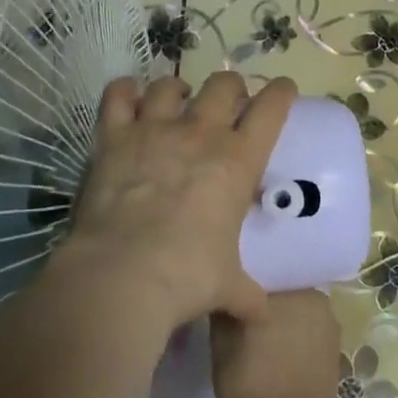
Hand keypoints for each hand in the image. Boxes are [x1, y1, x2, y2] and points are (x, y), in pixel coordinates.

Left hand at [66, 72, 296, 328]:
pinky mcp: (114, 136)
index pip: (271, 108)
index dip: (281, 93)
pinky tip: (128, 97)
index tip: (283, 89)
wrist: (123, 275)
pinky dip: (124, 91)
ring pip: (170, 85)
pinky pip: (118, 95)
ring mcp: (155, 128)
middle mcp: (200, 132)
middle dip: (230, 87)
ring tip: (176, 101)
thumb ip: (246, 292)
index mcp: (238, 159)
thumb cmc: (187, 277)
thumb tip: (260, 313)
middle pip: (223, 84)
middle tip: (227, 103)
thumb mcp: (228, 286)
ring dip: (177, 89)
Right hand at [212, 290, 341, 397]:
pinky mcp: (334, 352)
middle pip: (284, 292)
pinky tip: (278, 358)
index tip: (234, 294)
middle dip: (268, 302)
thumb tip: (226, 288)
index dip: (248, 284)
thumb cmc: (251, 382)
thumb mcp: (222, 343)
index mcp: (289, 287)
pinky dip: (296, 342)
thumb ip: (225, 308)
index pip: (265, 273)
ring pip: (298, 314)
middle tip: (244, 316)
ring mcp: (329, 326)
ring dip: (283, 322)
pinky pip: (309, 335)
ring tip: (260, 340)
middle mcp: (315, 297)